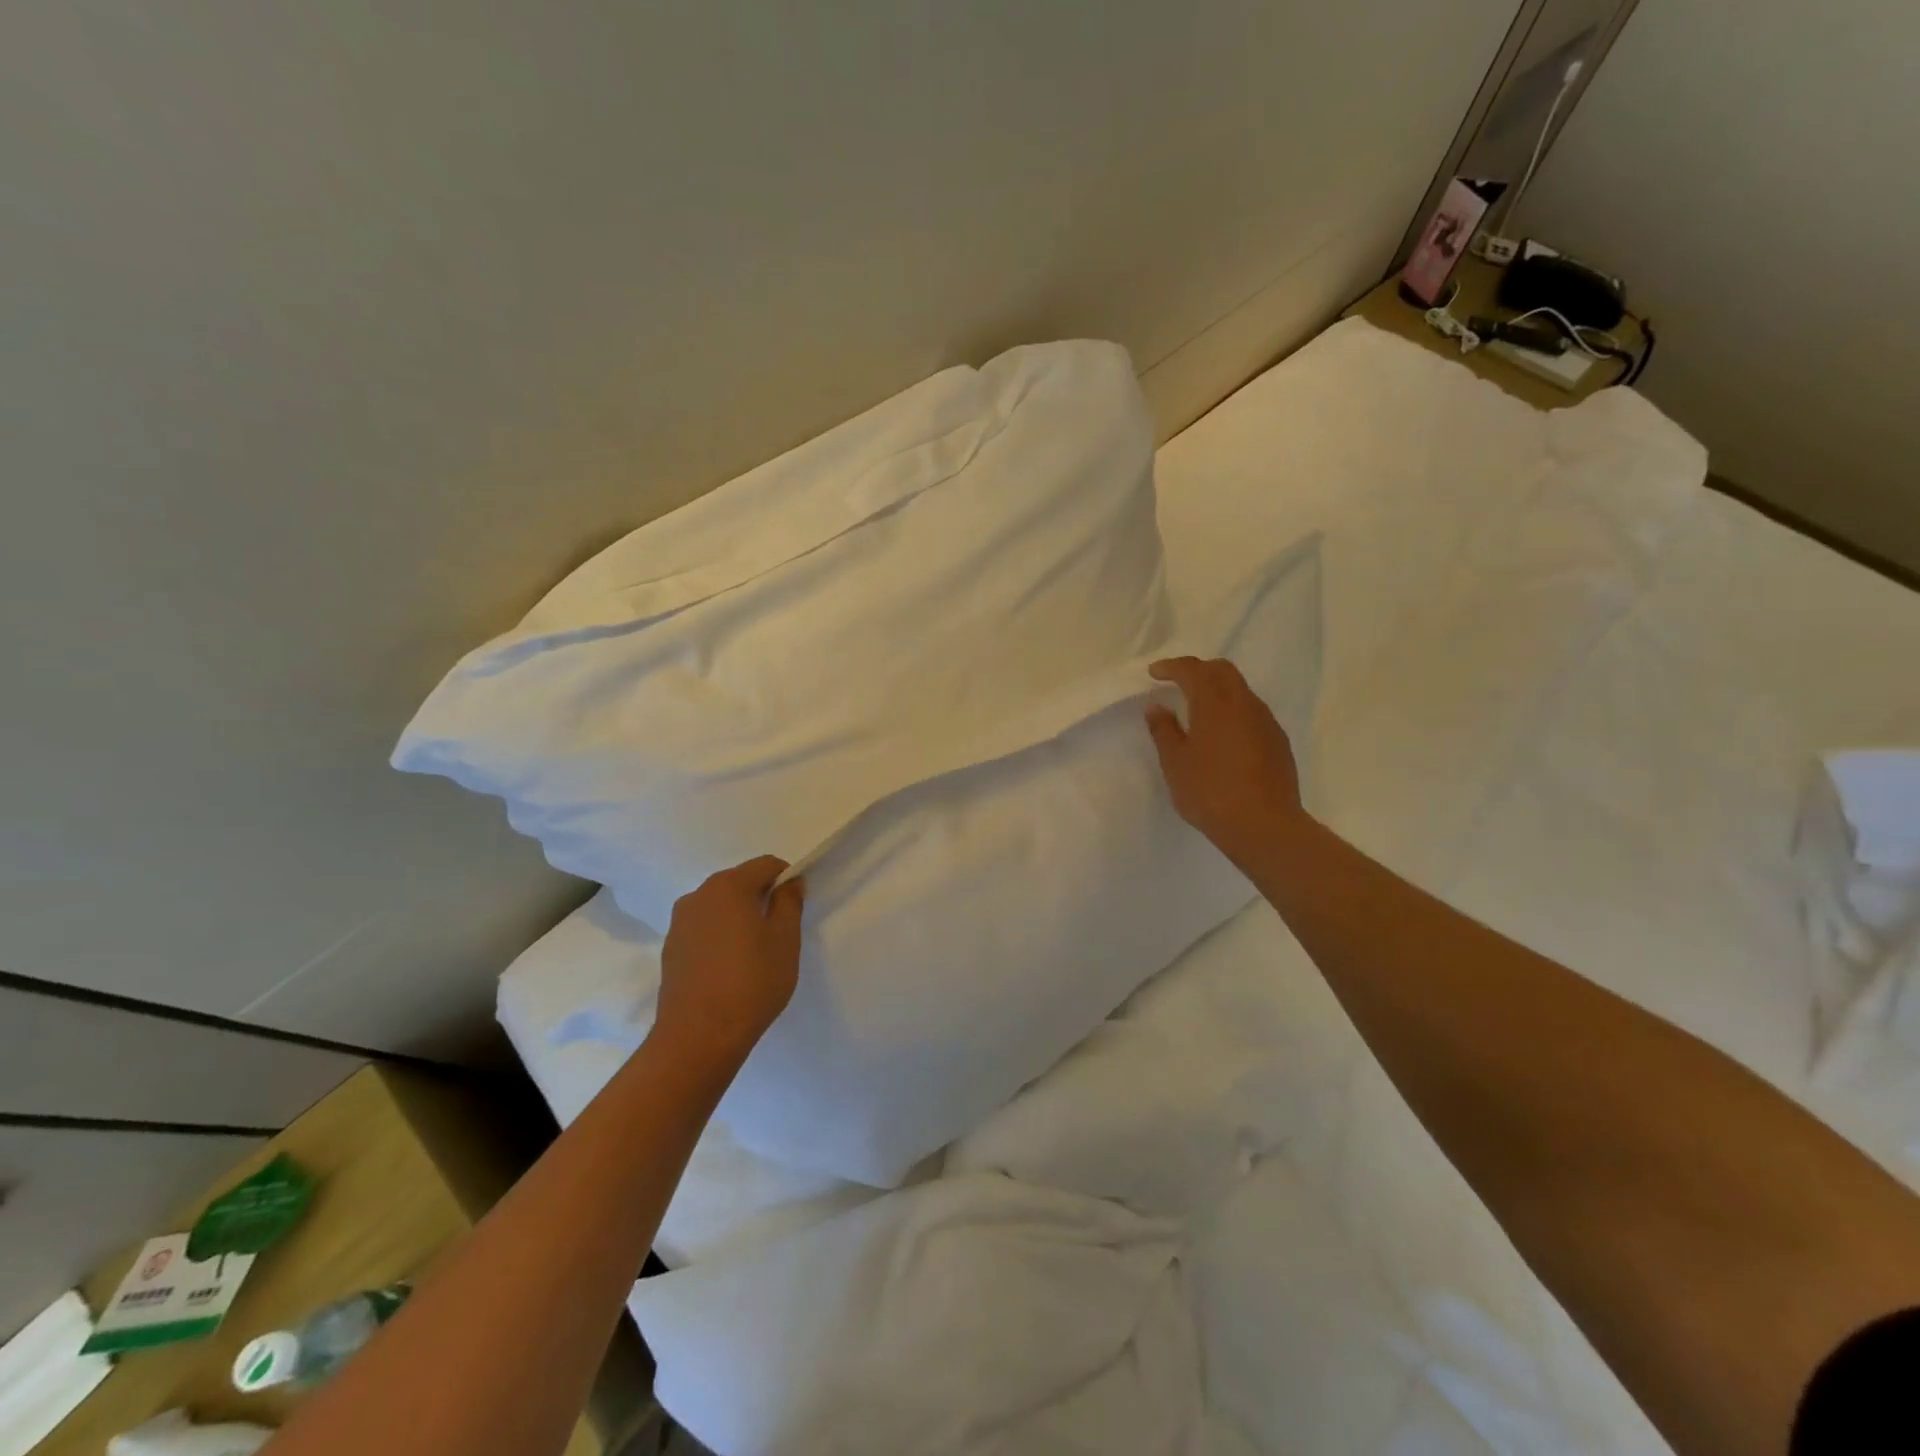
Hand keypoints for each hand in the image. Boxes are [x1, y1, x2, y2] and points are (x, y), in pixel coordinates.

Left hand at [656, 856, 805, 1067]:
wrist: (697, 1037)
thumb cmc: (751, 983)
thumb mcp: (785, 940)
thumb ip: (789, 903)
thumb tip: (789, 883)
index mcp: (729, 886)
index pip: (766, 865)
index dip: (787, 878)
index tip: (796, 906)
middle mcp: (698, 895)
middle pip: (739, 882)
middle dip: (761, 897)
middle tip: (779, 931)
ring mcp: (679, 922)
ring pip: (719, 906)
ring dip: (738, 917)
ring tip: (753, 953)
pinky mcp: (670, 948)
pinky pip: (703, 928)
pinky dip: (719, 936)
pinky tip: (728, 967)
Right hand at [1145, 657, 1306, 871]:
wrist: (1264, 825)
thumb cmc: (1210, 792)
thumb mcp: (1175, 763)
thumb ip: (1164, 730)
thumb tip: (1156, 706)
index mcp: (1215, 704)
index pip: (1193, 670)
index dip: (1171, 667)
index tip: (1154, 673)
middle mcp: (1244, 704)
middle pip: (1223, 670)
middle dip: (1198, 670)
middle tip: (1177, 682)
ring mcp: (1266, 722)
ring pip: (1240, 690)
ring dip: (1218, 690)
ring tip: (1198, 709)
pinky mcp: (1278, 741)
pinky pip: (1252, 712)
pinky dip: (1233, 711)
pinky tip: (1222, 735)